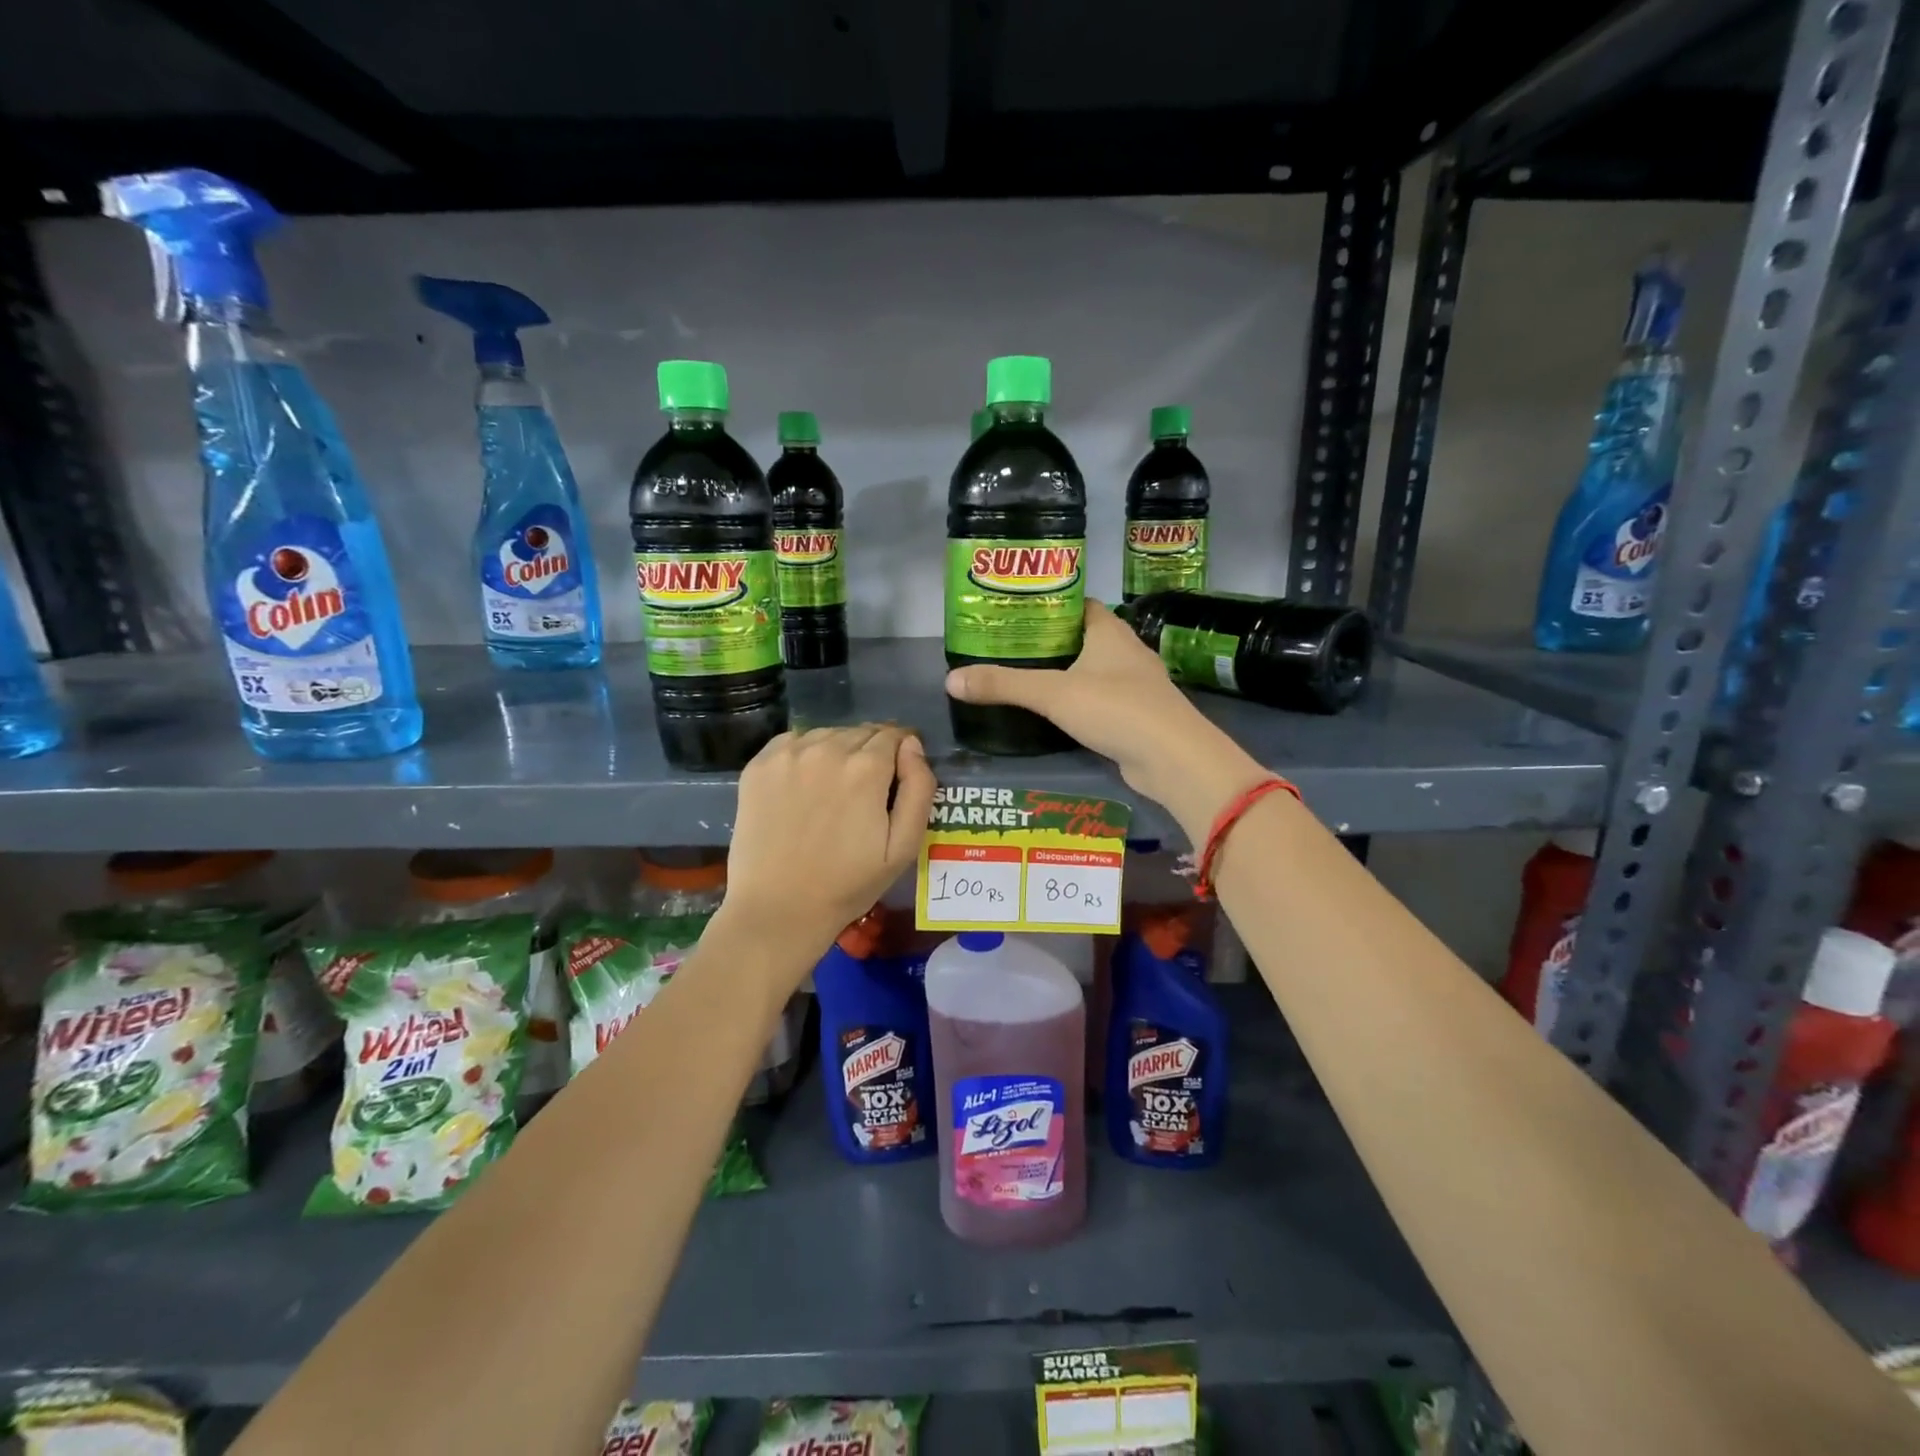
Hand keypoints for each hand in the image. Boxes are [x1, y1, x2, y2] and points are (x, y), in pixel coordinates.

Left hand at [722, 724, 936, 955]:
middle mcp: (827, 749)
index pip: (894, 735)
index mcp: (866, 768)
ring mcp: (788, 754)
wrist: (777, 909)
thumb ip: (919, 788)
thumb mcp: (903, 846)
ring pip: (828, 734)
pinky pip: (794, 742)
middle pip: (861, 732)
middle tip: (866, 791)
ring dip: (838, 751)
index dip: (901, 753)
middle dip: (872, 752)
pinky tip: (804, 786)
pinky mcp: (758, 765)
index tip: (897, 776)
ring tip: (833, 790)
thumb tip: (912, 745)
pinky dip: (805, 754)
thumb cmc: (848, 884)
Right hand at [945, 602, 1267, 835]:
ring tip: (1020, 677)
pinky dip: (1075, 701)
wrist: (1173, 758)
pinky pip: (1098, 699)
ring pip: (1090, 670)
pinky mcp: (1135, 715)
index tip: (1012, 613)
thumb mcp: (1052, 693)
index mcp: (1108, 630)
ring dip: (1062, 673)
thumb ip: (1003, 685)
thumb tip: (950, 680)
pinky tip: (1051, 712)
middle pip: (1080, 637)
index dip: (1046, 604)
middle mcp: (1124, 650)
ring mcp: (1133, 684)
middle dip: (1046, 641)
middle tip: (1005, 647)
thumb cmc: (1115, 709)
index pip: (1075, 604)